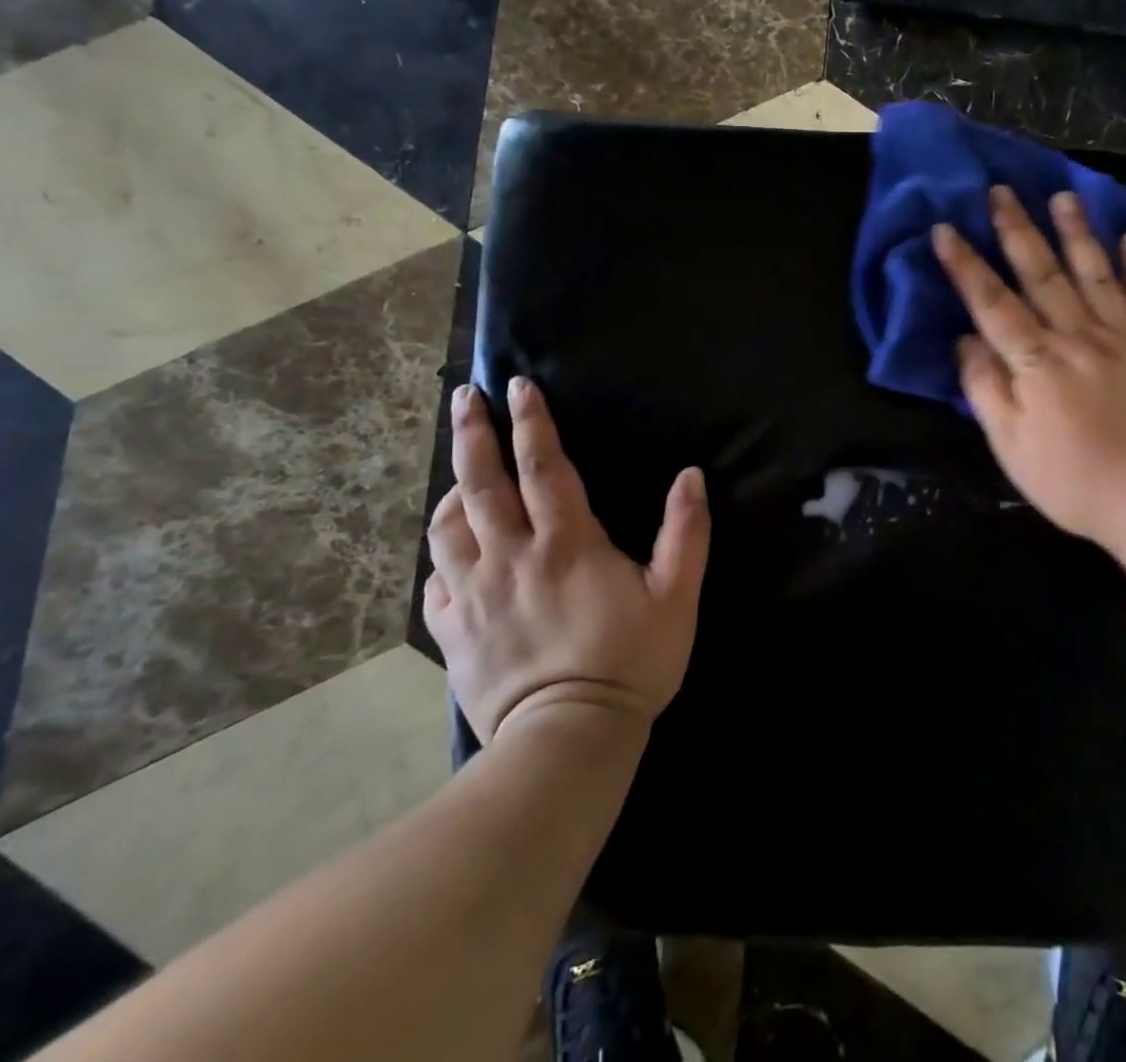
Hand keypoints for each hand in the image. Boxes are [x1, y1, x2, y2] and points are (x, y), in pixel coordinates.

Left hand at [423, 377, 708, 741]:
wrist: (568, 739)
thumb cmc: (630, 662)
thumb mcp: (677, 596)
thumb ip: (686, 533)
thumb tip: (691, 476)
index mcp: (566, 543)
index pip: (543, 467)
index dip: (532, 422)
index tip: (518, 386)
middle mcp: (511, 557)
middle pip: (482, 482)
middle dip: (474, 434)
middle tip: (464, 398)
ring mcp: (474, 594)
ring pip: (448, 526)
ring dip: (451, 489)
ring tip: (458, 471)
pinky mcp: (452, 630)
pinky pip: (435, 578)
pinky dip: (440, 551)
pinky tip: (449, 545)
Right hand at [932, 186, 1125, 547]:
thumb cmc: (1077, 480)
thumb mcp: (1011, 446)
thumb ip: (986, 390)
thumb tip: (965, 342)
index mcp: (1036, 362)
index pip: (992, 303)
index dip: (966, 266)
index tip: (945, 228)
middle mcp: (1077, 337)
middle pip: (1042, 275)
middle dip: (1017, 230)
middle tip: (1001, 191)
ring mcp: (1124, 340)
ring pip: (1094, 274)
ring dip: (1076, 232)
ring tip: (1063, 195)